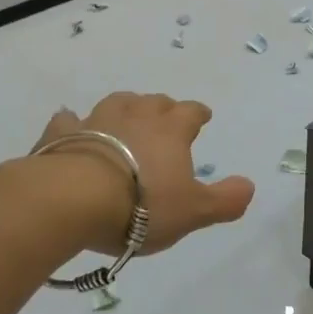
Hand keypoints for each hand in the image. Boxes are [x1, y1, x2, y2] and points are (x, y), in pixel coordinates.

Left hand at [34, 93, 253, 255]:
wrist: (73, 199)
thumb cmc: (142, 205)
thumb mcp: (193, 211)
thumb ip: (225, 200)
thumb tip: (249, 185)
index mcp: (171, 131)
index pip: (191, 112)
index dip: (198, 114)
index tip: (202, 116)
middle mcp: (137, 116)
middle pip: (155, 102)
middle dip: (163, 108)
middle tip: (165, 118)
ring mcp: (97, 120)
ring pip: (118, 103)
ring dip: (126, 107)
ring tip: (127, 116)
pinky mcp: (63, 133)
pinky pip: (69, 120)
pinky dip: (74, 122)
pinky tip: (72, 125)